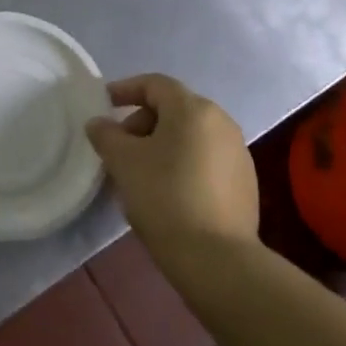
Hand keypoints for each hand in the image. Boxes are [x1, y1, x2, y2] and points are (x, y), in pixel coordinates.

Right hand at [86, 74, 257, 253]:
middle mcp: (221, 122)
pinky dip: (182, 164)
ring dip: (161, 145)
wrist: (217, 260)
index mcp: (193, 109)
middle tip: (119, 148)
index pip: (154, 84)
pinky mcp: (245, 183)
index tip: (104, 104)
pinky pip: (205, 159)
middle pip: (173, 109)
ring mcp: (237, 153)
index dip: (125, 89)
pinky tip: (167, 192)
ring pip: (190, 136)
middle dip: (141, 123)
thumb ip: (106, 135)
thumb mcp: (123, 162)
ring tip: (139, 173)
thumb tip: (99, 123)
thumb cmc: (165, 197)